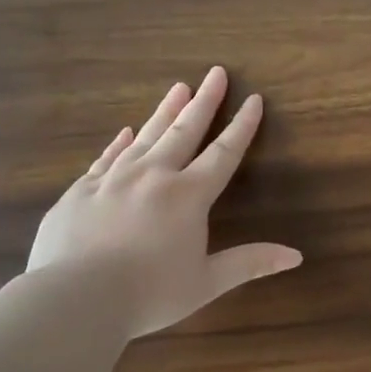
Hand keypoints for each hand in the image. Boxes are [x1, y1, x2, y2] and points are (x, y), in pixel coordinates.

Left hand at [27, 66, 301, 337]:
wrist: (74, 299)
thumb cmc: (148, 294)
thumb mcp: (206, 283)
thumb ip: (249, 263)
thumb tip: (296, 256)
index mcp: (187, 196)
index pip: (223, 153)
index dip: (241, 126)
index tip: (253, 99)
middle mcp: (152, 176)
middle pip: (183, 131)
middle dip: (204, 102)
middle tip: (215, 73)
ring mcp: (112, 179)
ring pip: (144, 136)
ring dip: (164, 112)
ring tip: (178, 87)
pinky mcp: (80, 191)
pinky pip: (105, 158)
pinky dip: (119, 143)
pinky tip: (125, 132)